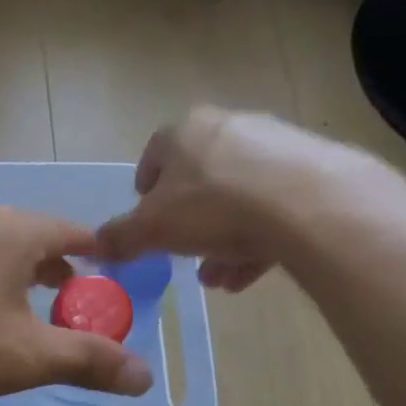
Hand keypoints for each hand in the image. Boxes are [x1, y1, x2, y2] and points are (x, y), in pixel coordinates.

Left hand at [0, 204, 153, 405]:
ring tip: (8, 303)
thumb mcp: (26, 359)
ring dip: (2, 268)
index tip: (105, 269)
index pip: (68, 230)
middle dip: (47, 262)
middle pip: (23, 233)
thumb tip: (145, 377)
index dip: (92, 251)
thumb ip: (89, 361)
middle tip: (62, 292)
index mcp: (10, 230)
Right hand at [95, 107, 405, 292]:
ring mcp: (274, 144)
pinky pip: (273, 206)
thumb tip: (93, 245)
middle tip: (184, 256)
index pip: (153, 158)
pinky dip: (257, 238)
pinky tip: (248, 274)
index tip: (148, 226)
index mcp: (183, 132)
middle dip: (188, 224)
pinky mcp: (311, 168)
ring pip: (237, 197)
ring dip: (222, 239)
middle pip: (198, 180)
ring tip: (217, 278)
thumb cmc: (212, 207)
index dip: (146, 195)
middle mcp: (227, 127)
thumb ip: (121, 237)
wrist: (308, 204)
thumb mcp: (152, 230)